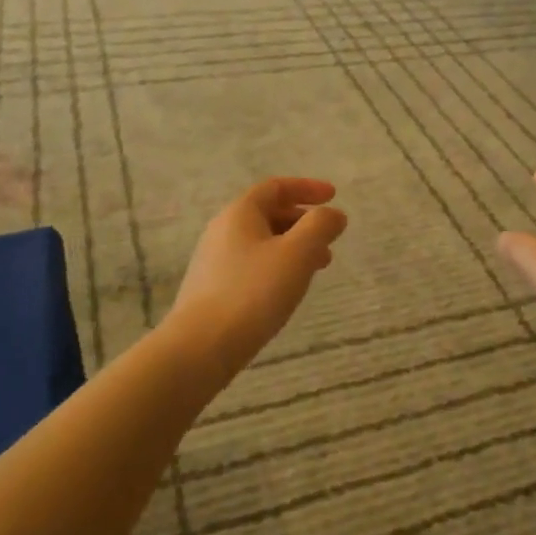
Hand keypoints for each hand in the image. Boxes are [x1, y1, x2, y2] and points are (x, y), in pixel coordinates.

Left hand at [165, 178, 348, 373]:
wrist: (201, 347)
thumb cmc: (253, 292)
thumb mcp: (297, 253)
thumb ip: (320, 226)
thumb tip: (334, 214)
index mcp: (240, 213)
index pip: (275, 187)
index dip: (307, 187)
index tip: (334, 196)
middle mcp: (223, 230)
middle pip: (268, 213)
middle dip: (303, 221)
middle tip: (329, 238)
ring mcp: (215, 261)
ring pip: (262, 242)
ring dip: (294, 246)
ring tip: (319, 267)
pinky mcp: (213, 289)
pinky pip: (253, 265)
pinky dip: (278, 266)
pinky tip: (289, 289)